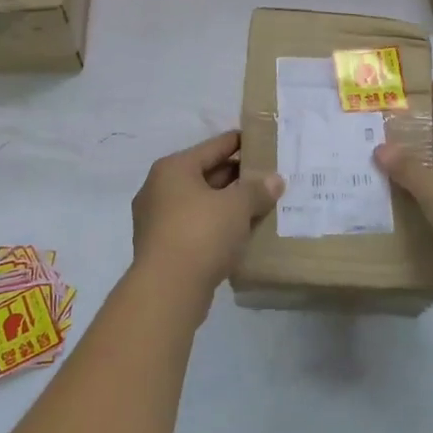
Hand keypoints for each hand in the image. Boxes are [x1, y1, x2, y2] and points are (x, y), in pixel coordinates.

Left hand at [131, 131, 282, 303]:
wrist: (167, 291)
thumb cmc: (201, 234)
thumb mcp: (236, 207)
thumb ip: (257, 189)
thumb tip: (275, 179)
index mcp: (174, 168)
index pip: (213, 147)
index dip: (239, 143)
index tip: (263, 141)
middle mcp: (160, 188)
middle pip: (206, 174)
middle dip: (237, 177)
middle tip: (268, 177)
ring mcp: (157, 220)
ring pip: (201, 203)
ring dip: (228, 204)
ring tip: (260, 204)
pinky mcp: (162, 247)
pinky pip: (196, 226)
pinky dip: (217, 226)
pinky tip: (241, 232)